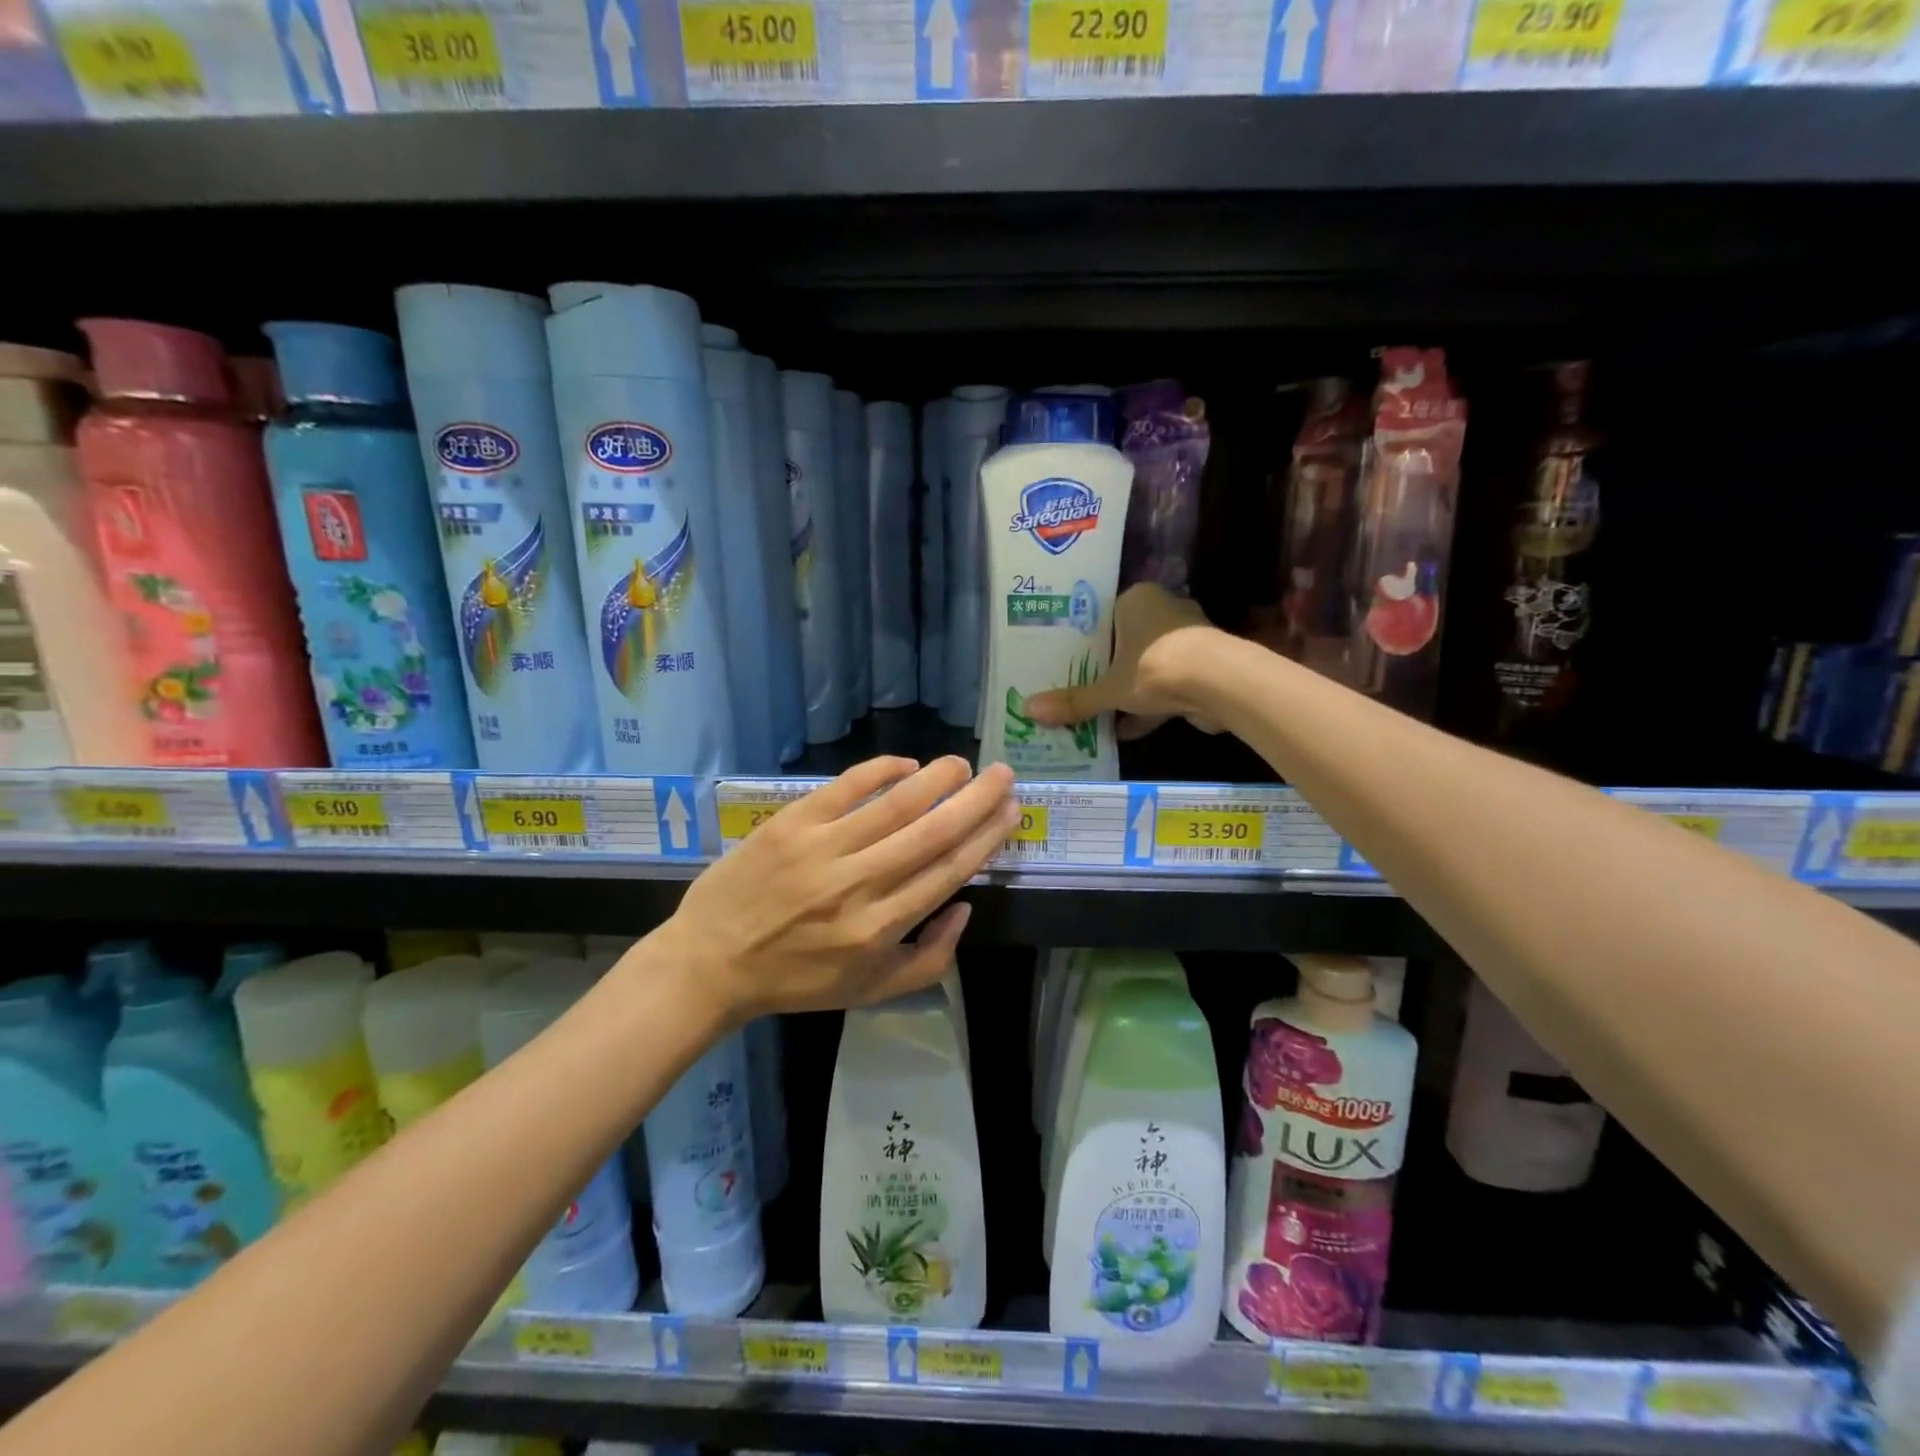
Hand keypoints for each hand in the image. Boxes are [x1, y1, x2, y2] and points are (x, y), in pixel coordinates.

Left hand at [653, 755, 1019, 1023]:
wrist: (711, 963)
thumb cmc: (797, 979)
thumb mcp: (869, 991)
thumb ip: (930, 959)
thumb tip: (965, 907)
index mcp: (881, 928)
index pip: (949, 871)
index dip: (986, 837)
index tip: (1011, 811)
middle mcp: (859, 884)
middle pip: (933, 831)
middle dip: (976, 799)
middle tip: (1004, 774)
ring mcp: (823, 849)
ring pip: (895, 804)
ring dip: (937, 778)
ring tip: (963, 764)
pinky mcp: (791, 824)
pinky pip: (845, 787)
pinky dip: (880, 771)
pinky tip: (907, 763)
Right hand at [1027, 583, 1221, 737]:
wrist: (1218, 683)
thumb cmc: (1154, 667)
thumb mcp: (1107, 689)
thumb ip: (1074, 701)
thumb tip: (1029, 710)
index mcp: (1137, 599)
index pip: (1103, 615)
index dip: (1085, 639)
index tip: (1066, 661)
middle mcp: (1163, 610)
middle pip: (1125, 641)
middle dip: (1107, 668)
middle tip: (1078, 687)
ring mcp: (1186, 638)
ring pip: (1147, 665)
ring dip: (1128, 690)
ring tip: (1099, 713)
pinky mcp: (1202, 666)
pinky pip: (1166, 685)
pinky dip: (1150, 706)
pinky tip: (1126, 730)